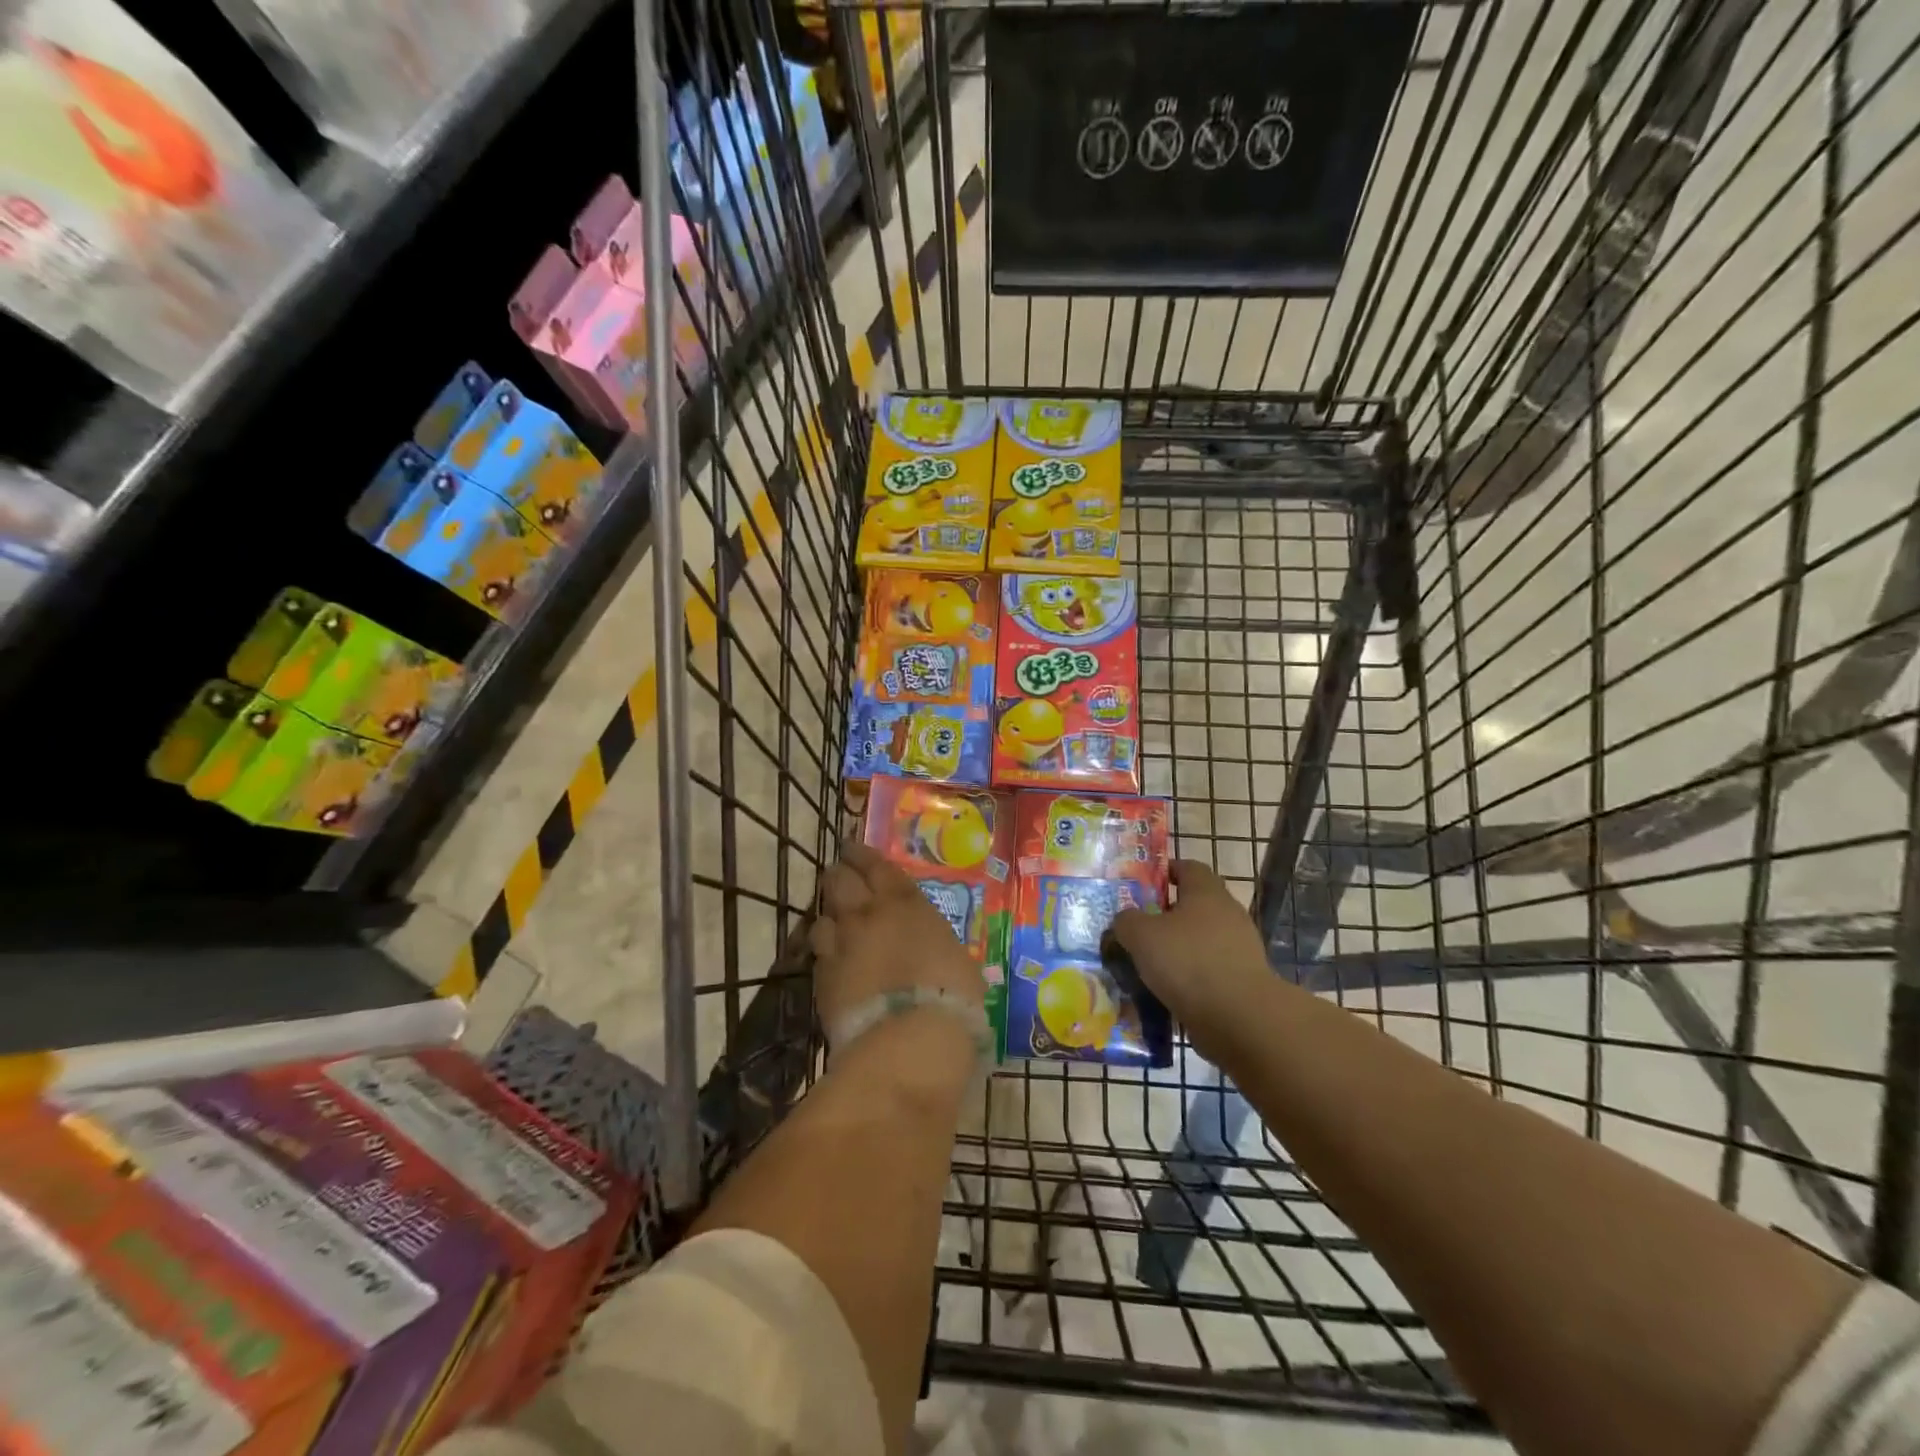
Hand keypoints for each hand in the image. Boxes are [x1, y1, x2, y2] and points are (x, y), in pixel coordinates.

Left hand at [809, 841, 985, 1037]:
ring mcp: (841, 944)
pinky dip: (824, 951)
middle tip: (841, 876)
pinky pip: (818, 952)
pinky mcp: (822, 977)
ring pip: (822, 915)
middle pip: (840, 880)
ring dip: (829, 915)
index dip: (863, 855)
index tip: (854, 850)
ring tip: (835, 922)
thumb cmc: (951, 996)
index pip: (877, 866)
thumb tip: (936, 953)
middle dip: (839, 875)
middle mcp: (868, 915)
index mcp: (906, 904)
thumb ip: (937, 946)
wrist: (909, 1039)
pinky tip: (831, 960)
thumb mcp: (958, 962)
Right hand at [1108, 860, 1269, 1052]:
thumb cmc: (1188, 961)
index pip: (1188, 867)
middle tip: (1138, 928)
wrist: (1240, 1018)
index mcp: (1206, 892)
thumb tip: (1125, 919)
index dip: (1165, 871)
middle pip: (1194, 905)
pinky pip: (1209, 970)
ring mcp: (1240, 948)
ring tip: (1147, 966)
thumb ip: (1127, 921)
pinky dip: (1189, 977)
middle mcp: (1228, 913)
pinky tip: (1167, 991)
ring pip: (1200, 940)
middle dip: (1166, 915)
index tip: (1143, 884)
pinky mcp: (1243, 980)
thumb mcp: (1141, 935)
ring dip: (1177, 950)